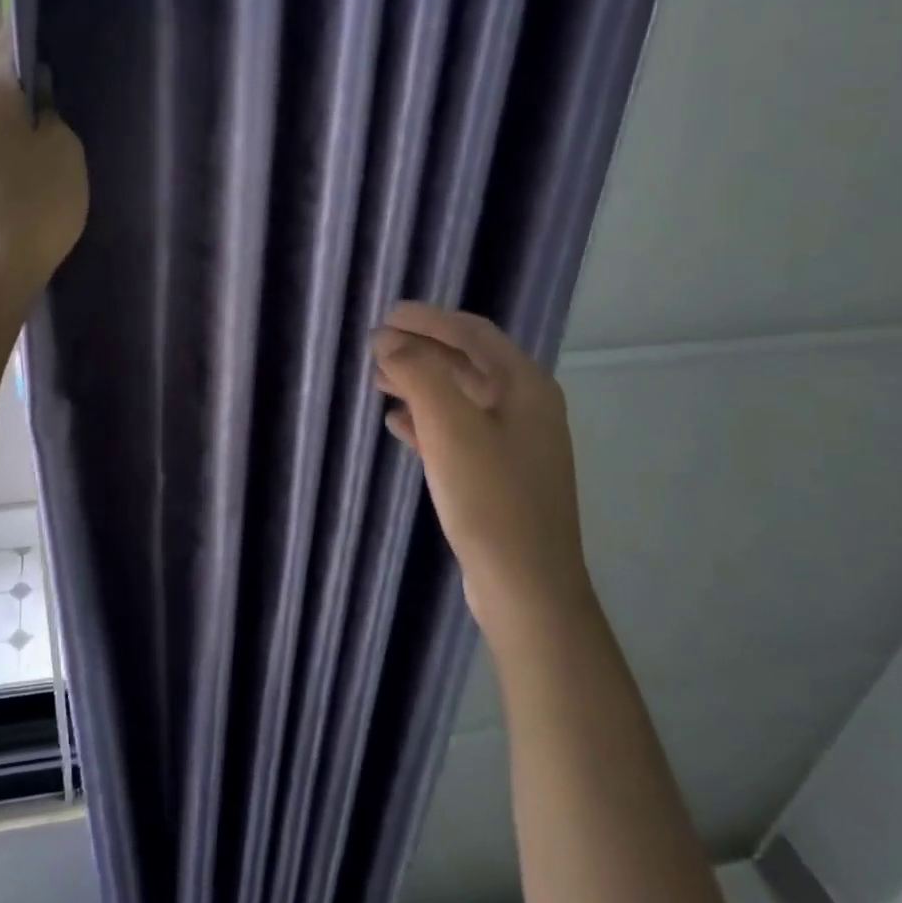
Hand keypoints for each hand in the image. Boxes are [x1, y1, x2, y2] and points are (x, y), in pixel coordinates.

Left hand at [0, 33, 88, 309]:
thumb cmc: (38, 201)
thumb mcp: (65, 146)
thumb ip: (55, 108)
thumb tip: (43, 89)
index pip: (11, 36)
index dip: (40, 31)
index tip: (69, 38)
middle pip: (4, 75)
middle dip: (38, 77)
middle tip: (78, 87)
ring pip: (2, 109)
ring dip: (29, 113)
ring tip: (68, 126)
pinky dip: (18, 140)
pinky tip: (44, 158)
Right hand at [372, 302, 589, 649]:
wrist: (526, 587)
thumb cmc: (491, 499)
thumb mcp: (451, 427)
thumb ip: (419, 373)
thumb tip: (388, 339)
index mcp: (524, 386)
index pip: (472, 333)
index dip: (429, 319)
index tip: (387, 315)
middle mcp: (525, 406)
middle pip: (466, 362)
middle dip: (420, 350)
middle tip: (375, 347)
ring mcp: (514, 443)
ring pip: (459, 397)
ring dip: (420, 383)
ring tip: (378, 381)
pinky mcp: (498, 474)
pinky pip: (458, 431)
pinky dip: (427, 420)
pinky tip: (398, 424)